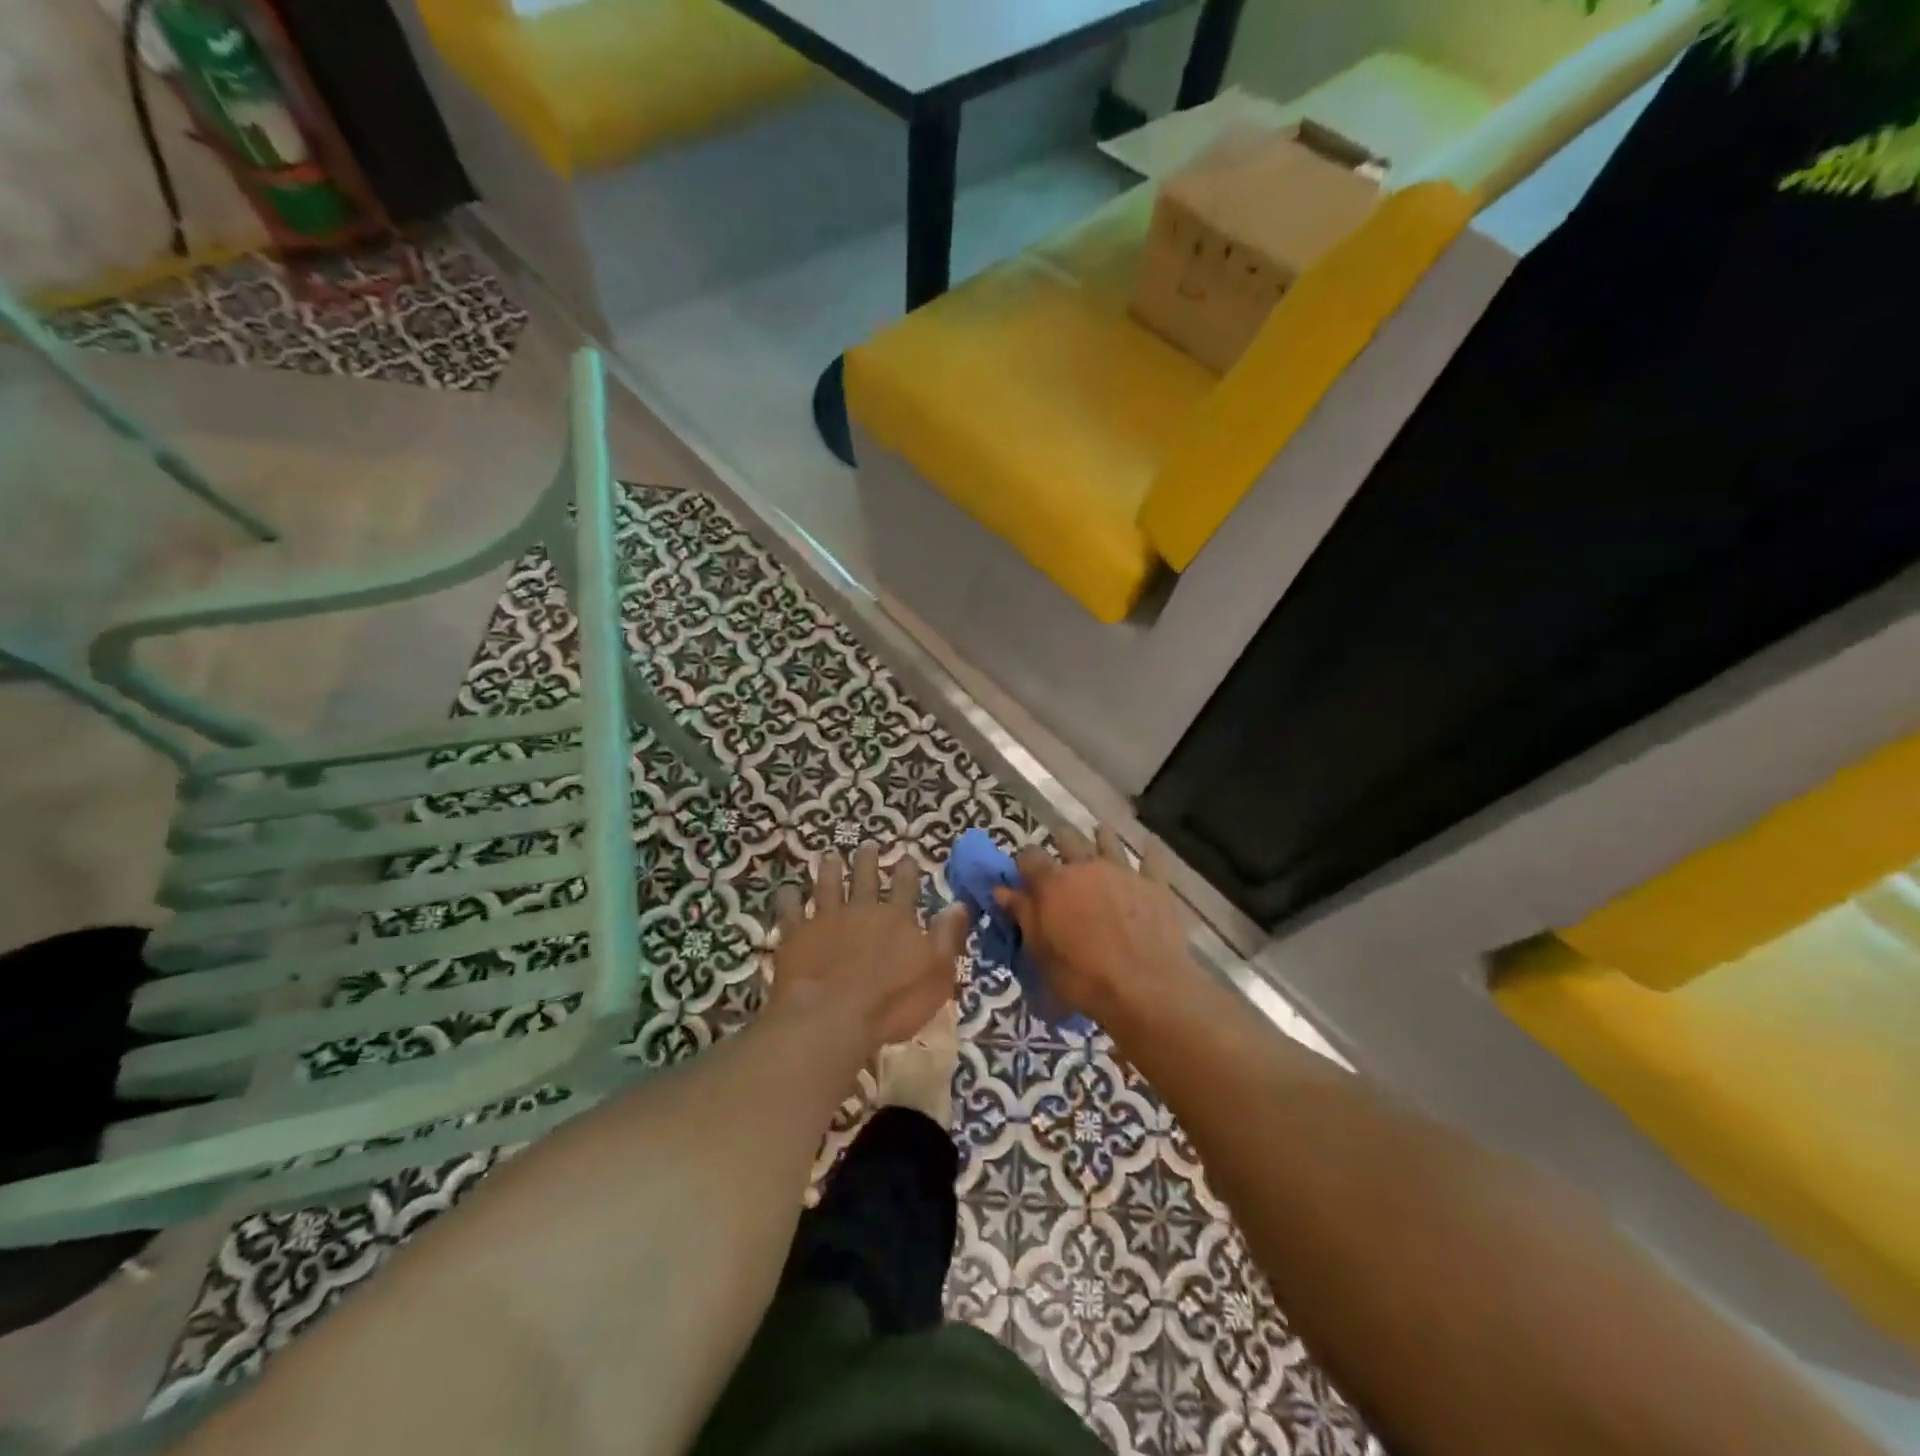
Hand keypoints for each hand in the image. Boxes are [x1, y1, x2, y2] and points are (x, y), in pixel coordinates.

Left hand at [771, 842, 968, 1050]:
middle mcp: (862, 910)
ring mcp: (826, 920)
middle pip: (865, 879)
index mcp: (897, 919)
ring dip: (830, 871)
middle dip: (868, 861)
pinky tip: (787, 891)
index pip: (906, 887)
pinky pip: (790, 911)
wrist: (831, 1018)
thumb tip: (959, 903)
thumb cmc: (891, 1003)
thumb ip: (947, 937)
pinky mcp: (796, 935)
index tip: (907, 855)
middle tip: (867, 846)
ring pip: (828, 886)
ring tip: (830, 857)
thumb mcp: (936, 974)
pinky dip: (789, 899)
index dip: (907, 871)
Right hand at [996, 826, 1195, 1026]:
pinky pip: (1152, 858)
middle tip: (1061, 852)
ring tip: (1099, 834)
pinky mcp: (1154, 884)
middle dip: (1061, 841)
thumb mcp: (1041, 953)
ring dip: (1101, 836)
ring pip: (1108, 841)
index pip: (1029, 856)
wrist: (1144, 988)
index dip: (1024, 861)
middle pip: (1068, 838)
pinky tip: (1150, 843)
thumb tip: (1002, 890)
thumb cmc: (1083, 977)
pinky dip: (1150, 850)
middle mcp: (1086, 866)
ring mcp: (1122, 872)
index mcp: (1053, 883)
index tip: (1024, 872)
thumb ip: (1023, 916)